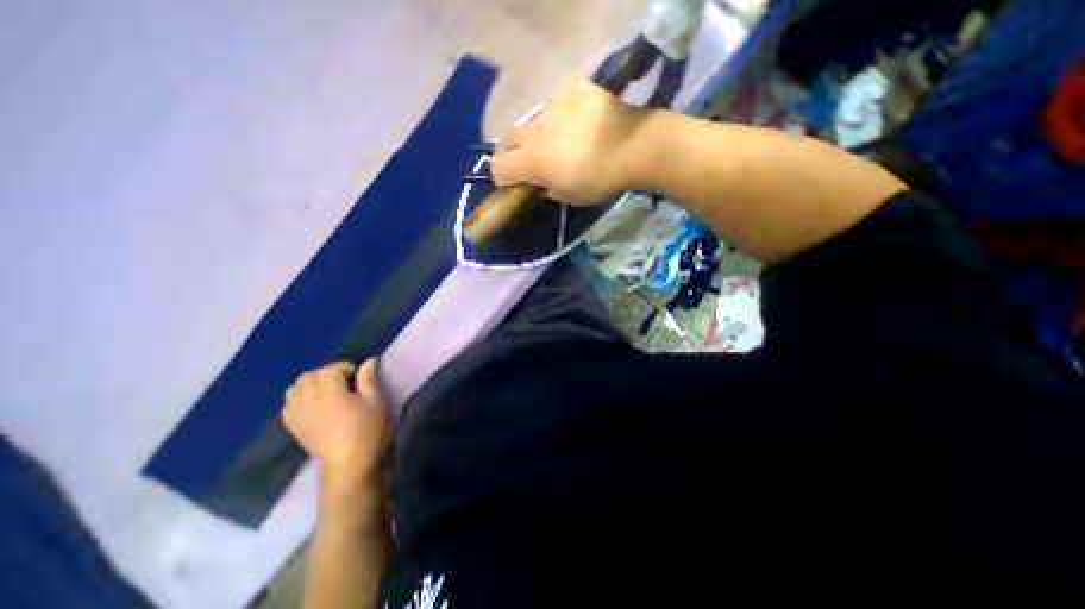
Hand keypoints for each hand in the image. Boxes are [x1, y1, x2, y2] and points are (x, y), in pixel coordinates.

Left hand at [282, 360, 390, 487]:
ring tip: (327, 391)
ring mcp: (298, 415)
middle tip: (344, 381)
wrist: (348, 465)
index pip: (330, 369)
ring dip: (310, 384)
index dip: (345, 367)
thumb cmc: (367, 430)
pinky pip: (288, 404)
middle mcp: (309, 400)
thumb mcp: (375, 402)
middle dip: (326, 373)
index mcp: (330, 393)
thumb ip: (369, 379)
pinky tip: (313, 404)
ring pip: (294, 388)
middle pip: (309, 376)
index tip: (358, 374)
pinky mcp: (293, 427)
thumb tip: (369, 361)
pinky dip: (298, 398)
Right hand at [490, 82, 642, 203]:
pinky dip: (560, 115)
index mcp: (531, 160)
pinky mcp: (571, 89)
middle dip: (511, 154)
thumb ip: (547, 189)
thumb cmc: (599, 180)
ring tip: (560, 141)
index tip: (514, 184)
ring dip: (537, 135)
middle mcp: (534, 129)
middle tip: (528, 163)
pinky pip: (556, 103)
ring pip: (531, 121)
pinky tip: (578, 123)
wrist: (632, 147)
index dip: (502, 178)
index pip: (498, 167)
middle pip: (506, 140)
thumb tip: (542, 183)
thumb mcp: (569, 197)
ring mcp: (552, 105)